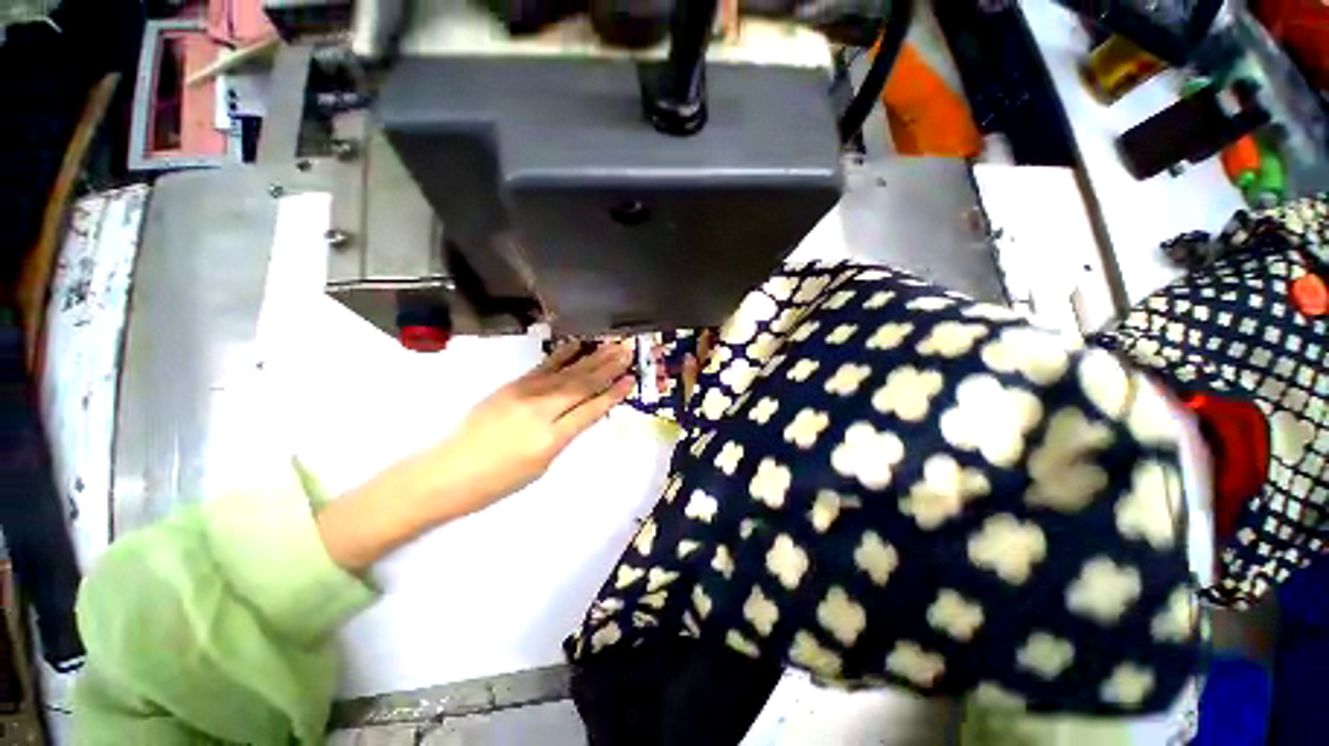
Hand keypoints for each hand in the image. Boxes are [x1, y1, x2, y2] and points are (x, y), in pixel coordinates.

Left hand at [317, 342, 634, 571]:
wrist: (450, 471)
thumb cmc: (499, 480)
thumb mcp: (542, 465)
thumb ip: (566, 434)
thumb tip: (585, 412)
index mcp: (552, 437)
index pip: (591, 409)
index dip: (613, 393)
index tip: (631, 378)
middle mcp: (542, 410)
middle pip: (582, 384)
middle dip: (608, 367)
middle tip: (628, 350)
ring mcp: (525, 393)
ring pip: (567, 372)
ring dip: (592, 357)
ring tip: (613, 344)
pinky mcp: (513, 385)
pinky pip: (543, 367)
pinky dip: (562, 355)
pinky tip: (577, 345)